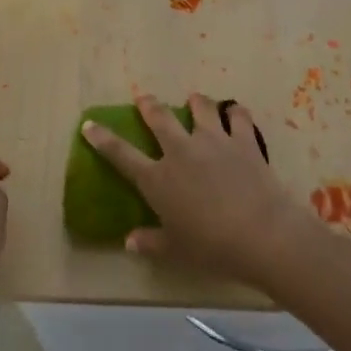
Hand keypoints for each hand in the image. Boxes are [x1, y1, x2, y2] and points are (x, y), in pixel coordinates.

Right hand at [82, 93, 310, 287]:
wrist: (261, 233)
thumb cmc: (212, 248)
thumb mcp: (176, 251)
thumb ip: (150, 243)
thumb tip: (128, 241)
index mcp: (158, 179)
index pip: (121, 154)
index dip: (102, 139)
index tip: (89, 124)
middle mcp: (181, 152)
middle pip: (159, 118)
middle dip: (148, 105)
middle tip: (144, 99)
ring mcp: (213, 141)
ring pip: (200, 108)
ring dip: (195, 101)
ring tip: (194, 99)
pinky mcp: (243, 140)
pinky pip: (238, 116)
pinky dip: (235, 112)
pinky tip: (235, 112)